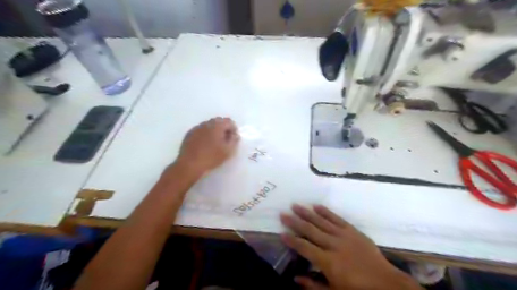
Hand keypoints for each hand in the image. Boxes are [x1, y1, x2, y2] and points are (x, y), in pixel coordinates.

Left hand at [173, 116, 238, 176]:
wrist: (190, 164)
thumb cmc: (211, 157)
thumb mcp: (228, 151)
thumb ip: (234, 140)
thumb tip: (235, 135)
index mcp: (217, 125)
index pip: (229, 121)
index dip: (233, 129)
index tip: (233, 139)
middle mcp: (206, 123)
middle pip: (218, 121)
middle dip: (224, 129)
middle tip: (225, 140)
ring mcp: (196, 128)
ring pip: (209, 125)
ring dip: (214, 131)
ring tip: (215, 143)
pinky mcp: (189, 134)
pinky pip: (200, 131)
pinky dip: (205, 135)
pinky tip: (205, 145)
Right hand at [281, 205, 420, 288]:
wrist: (386, 284)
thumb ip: (313, 286)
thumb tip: (295, 278)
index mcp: (328, 261)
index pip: (305, 248)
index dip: (292, 240)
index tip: (281, 233)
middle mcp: (333, 245)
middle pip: (310, 231)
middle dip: (295, 222)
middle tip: (283, 214)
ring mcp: (344, 235)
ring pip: (321, 221)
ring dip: (307, 213)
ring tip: (295, 205)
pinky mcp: (353, 230)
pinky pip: (337, 218)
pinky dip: (326, 211)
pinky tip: (316, 205)